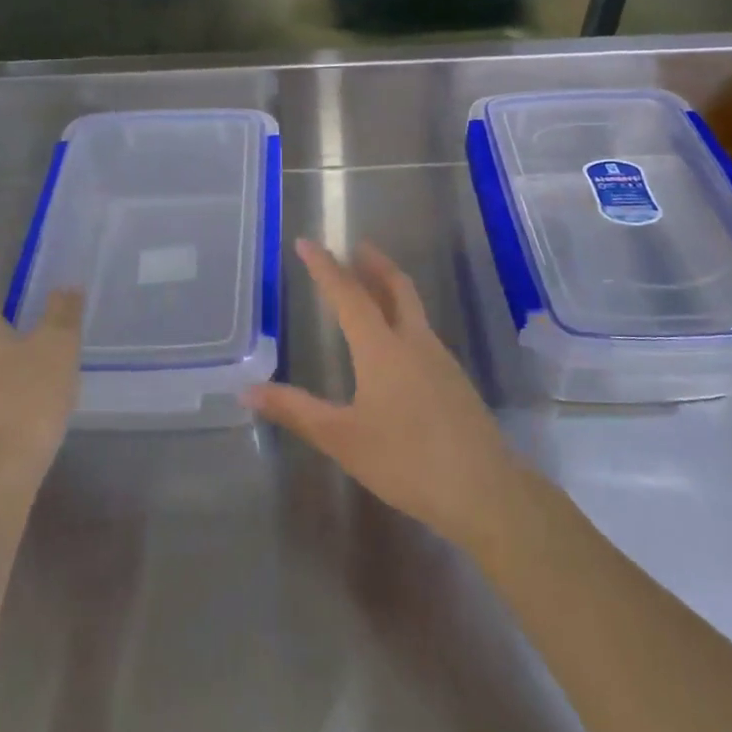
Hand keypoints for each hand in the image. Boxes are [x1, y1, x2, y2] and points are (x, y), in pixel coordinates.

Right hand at [242, 240, 519, 548]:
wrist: (484, 489)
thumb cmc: (406, 460)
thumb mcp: (342, 438)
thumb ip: (296, 410)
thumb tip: (247, 391)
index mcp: (382, 348)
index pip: (349, 294)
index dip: (325, 267)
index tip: (306, 242)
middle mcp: (414, 342)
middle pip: (395, 287)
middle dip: (373, 263)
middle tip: (355, 247)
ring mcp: (440, 359)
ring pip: (413, 308)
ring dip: (391, 288)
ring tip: (372, 288)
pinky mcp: (455, 381)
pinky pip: (423, 333)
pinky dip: (404, 318)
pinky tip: (397, 345)